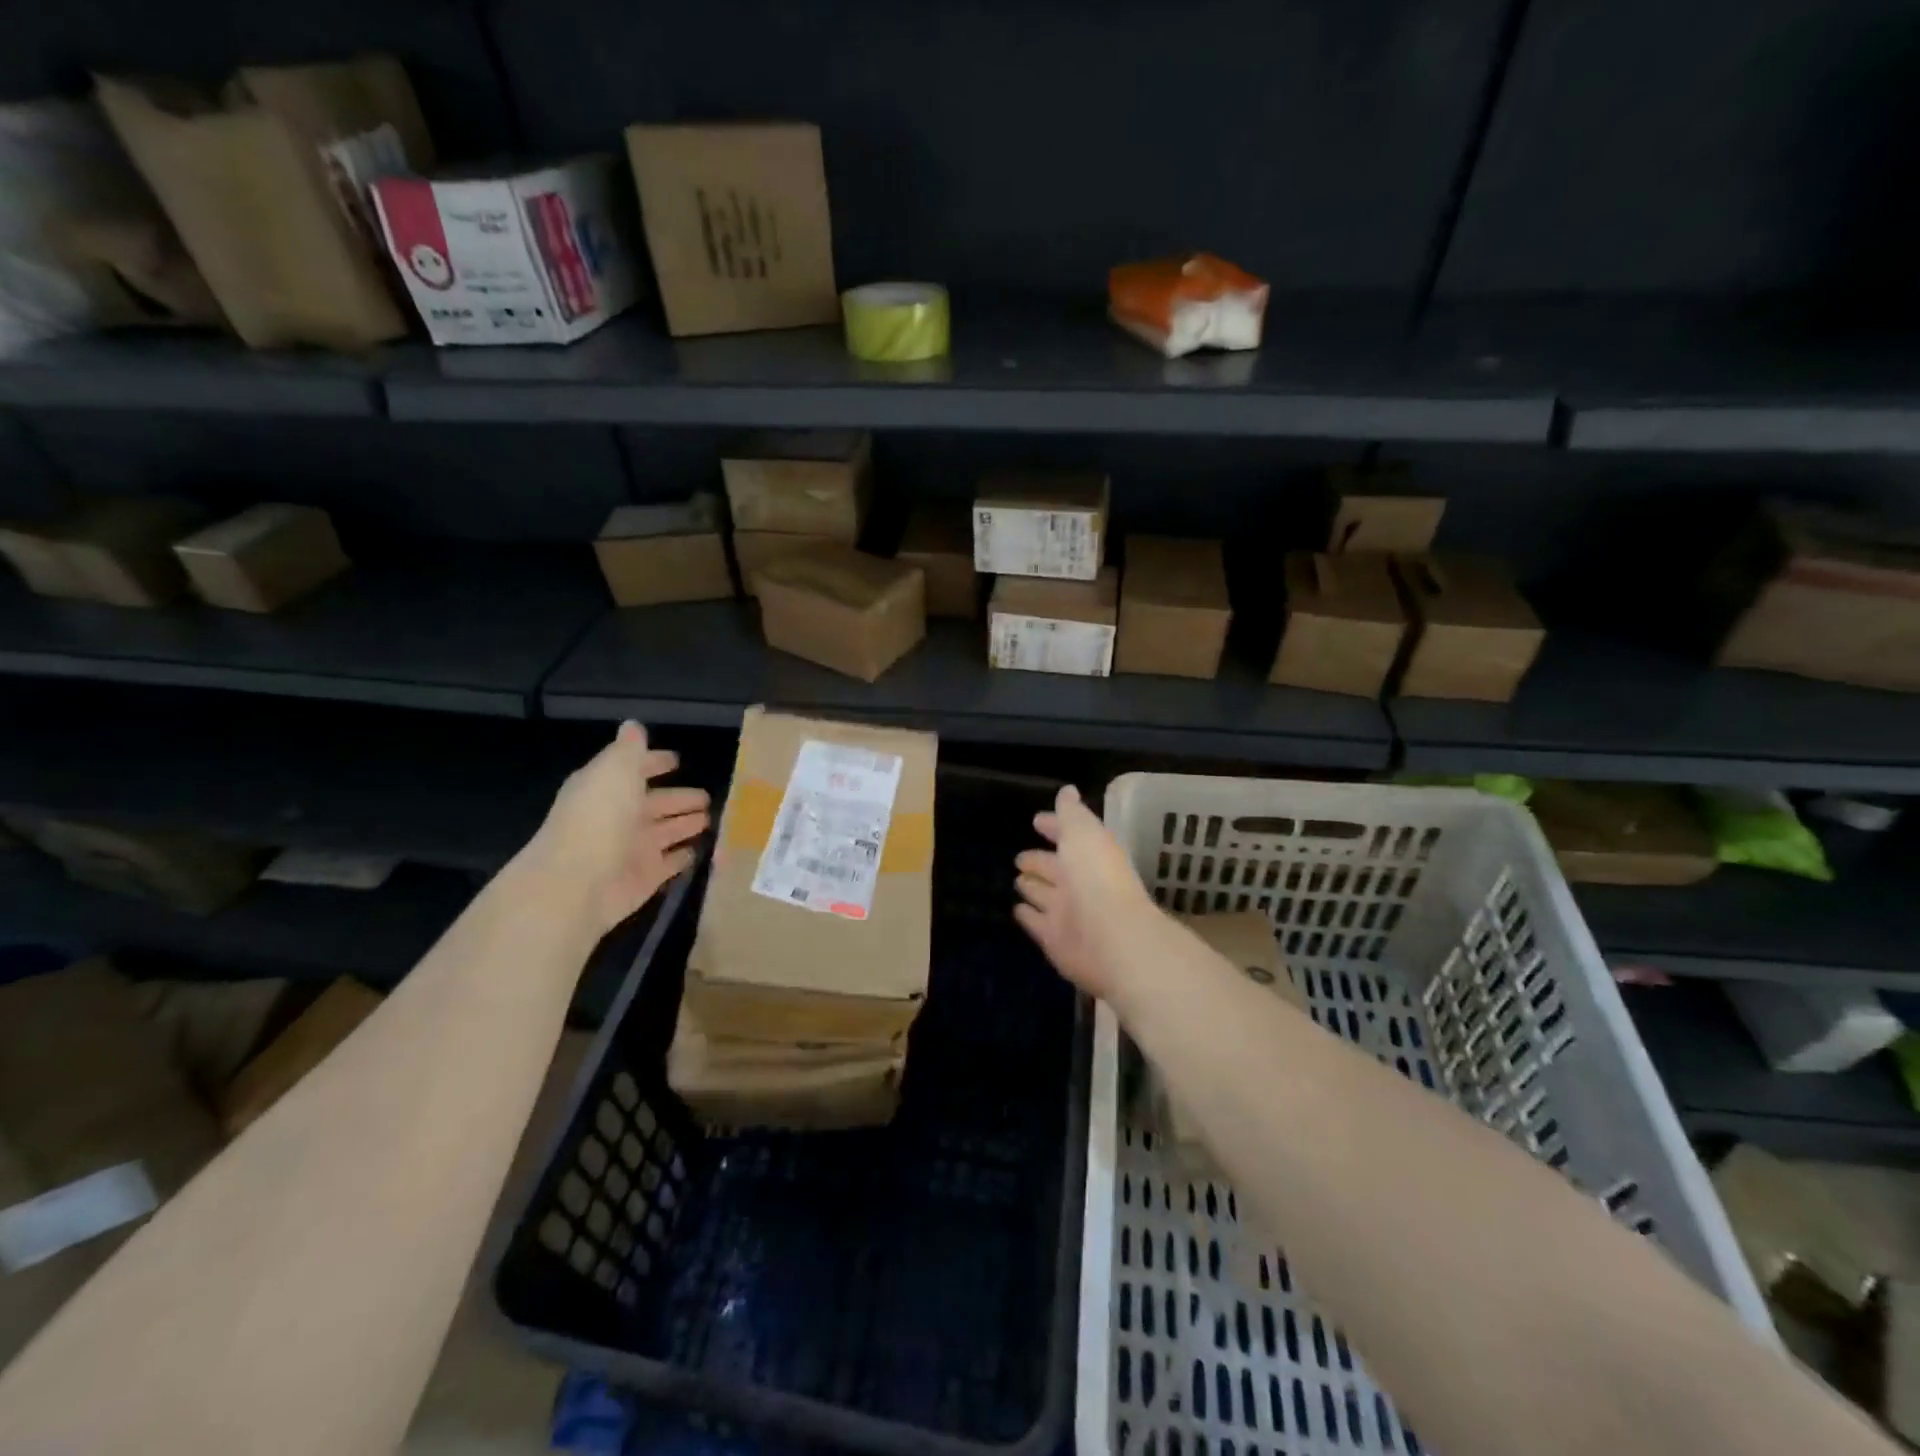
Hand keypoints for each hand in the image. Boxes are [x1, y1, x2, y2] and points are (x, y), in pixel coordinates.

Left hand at [530, 722, 710, 933]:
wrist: (577, 883)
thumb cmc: (598, 818)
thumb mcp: (615, 771)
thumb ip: (629, 749)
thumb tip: (633, 726)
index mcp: (607, 788)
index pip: (633, 770)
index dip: (653, 763)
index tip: (677, 760)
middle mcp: (619, 816)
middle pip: (654, 803)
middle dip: (679, 798)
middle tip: (708, 796)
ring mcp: (633, 848)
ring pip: (666, 831)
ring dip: (685, 824)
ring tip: (711, 819)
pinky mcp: (646, 877)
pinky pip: (671, 863)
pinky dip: (684, 856)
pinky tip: (700, 849)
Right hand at [1014, 784, 1152, 1000]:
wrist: (1111, 938)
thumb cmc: (1096, 877)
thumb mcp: (1083, 833)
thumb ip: (1072, 814)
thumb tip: (1068, 791)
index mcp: (1089, 854)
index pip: (1069, 836)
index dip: (1055, 827)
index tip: (1037, 820)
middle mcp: (1080, 883)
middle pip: (1055, 868)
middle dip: (1039, 861)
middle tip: (1020, 857)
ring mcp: (1067, 912)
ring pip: (1044, 894)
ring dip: (1032, 887)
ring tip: (1017, 880)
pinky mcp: (1054, 939)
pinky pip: (1036, 922)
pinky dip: (1027, 915)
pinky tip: (1016, 908)